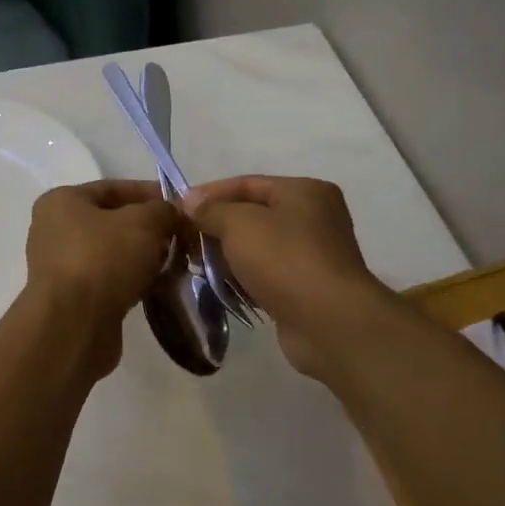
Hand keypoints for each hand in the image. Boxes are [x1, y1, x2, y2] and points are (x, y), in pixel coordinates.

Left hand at [24, 180, 177, 371]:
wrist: (74, 325)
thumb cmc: (103, 260)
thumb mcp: (143, 223)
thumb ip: (162, 210)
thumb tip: (171, 213)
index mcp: (61, 201)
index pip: (112, 187)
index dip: (149, 193)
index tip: (180, 205)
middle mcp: (53, 230)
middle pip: (111, 221)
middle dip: (148, 228)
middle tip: (180, 236)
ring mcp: (60, 266)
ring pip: (111, 253)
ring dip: (141, 256)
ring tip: (173, 262)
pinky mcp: (70, 298)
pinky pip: (107, 279)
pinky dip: (130, 280)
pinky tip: (155, 285)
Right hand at [183, 175, 397, 379]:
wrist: (327, 321)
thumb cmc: (284, 259)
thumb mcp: (239, 224)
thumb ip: (211, 210)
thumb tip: (189, 201)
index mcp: (304, 191)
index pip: (247, 184)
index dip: (209, 193)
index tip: (177, 208)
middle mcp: (313, 217)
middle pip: (252, 215)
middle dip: (216, 227)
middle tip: (183, 240)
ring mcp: (312, 254)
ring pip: (257, 247)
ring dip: (227, 255)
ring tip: (195, 264)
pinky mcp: (305, 287)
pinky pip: (265, 274)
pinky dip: (243, 278)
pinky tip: (219, 286)